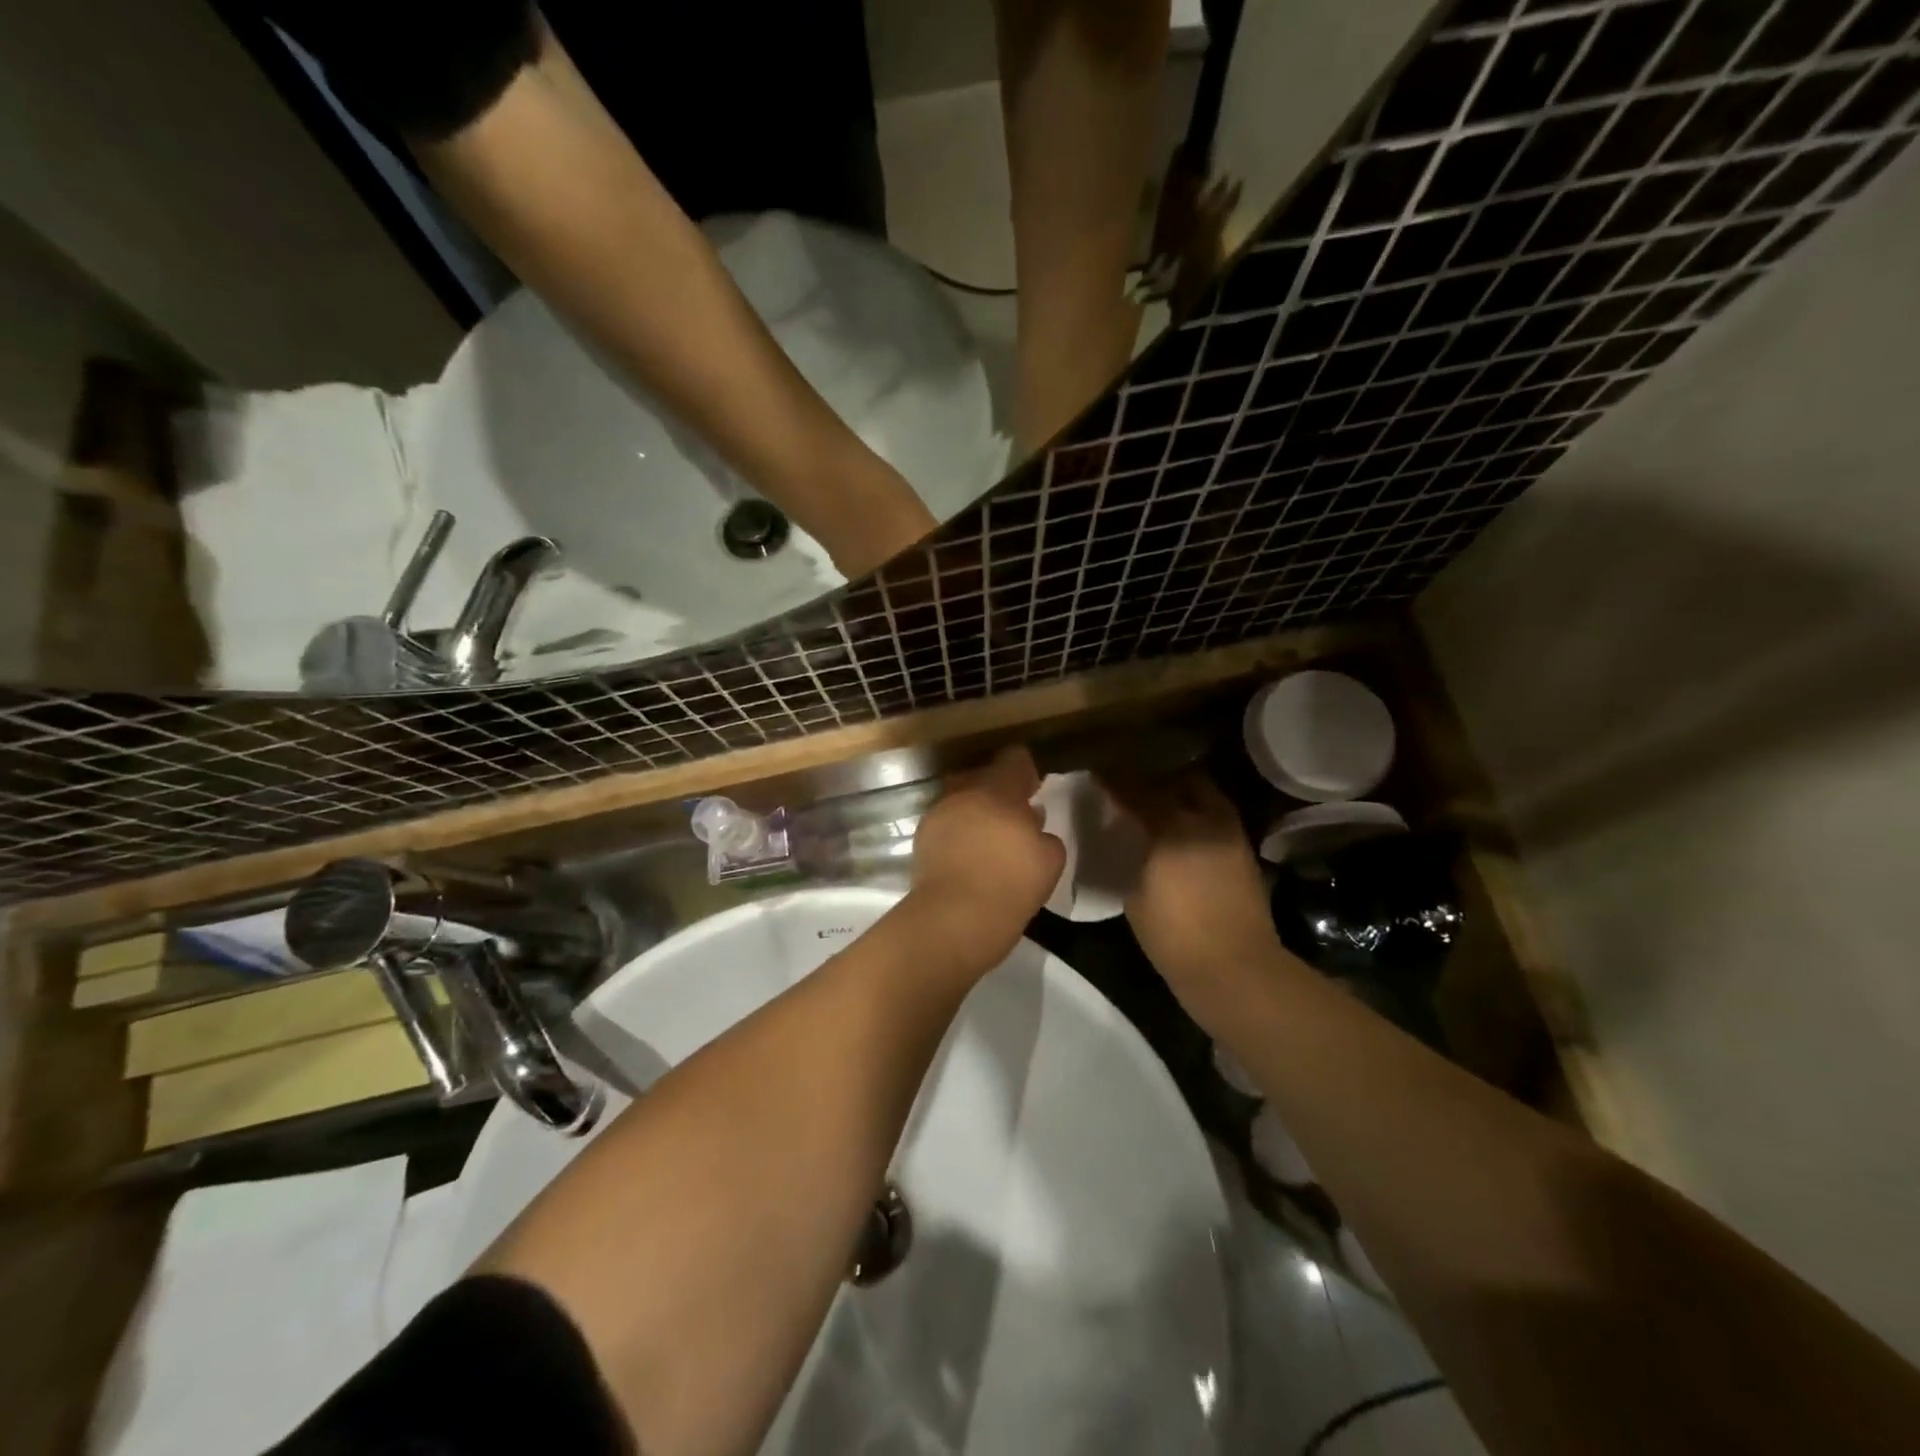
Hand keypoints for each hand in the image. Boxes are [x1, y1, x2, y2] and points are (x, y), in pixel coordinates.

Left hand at [908, 746, 1065, 973]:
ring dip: (976, 814)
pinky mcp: (921, 841)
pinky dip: (958, 835)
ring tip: (990, 840)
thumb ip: (1044, 835)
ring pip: (961, 803)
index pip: (1013, 761)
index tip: (1032, 787)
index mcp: (997, 790)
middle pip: (982, 780)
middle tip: (1013, 817)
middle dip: (997, 793)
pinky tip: (969, 857)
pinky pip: (947, 827)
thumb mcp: (1050, 859)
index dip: (1025, 771)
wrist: (955, 918)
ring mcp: (938, 816)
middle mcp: (963, 794)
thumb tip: (1031, 828)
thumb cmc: (1011, 884)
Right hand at [1101, 771, 1282, 1003]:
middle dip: (1155, 778)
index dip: (1115, 783)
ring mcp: (1230, 833)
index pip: (1136, 792)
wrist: (1235, 969)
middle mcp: (1204, 821)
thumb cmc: (1174, 936)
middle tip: (1133, 784)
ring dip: (1181, 791)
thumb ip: (1131, 855)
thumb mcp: (1135, 894)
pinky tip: (1182, 825)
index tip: (1098, 776)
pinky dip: (1198, 812)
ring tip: (1160, 799)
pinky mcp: (1244, 850)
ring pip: (1204, 793)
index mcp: (1171, 829)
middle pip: (1178, 780)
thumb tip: (1128, 838)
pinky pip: (1216, 816)